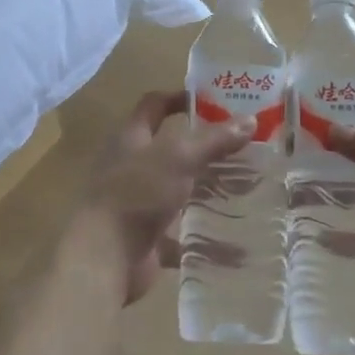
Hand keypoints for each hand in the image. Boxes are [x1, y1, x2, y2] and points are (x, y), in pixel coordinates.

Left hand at [82, 91, 251, 303]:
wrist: (105, 257)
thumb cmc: (137, 194)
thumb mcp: (178, 158)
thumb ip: (213, 140)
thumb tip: (250, 120)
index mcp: (132, 139)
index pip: (154, 105)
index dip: (180, 97)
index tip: (214, 99)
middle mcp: (133, 167)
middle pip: (171, 149)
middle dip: (206, 148)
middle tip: (244, 146)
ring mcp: (140, 203)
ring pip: (179, 191)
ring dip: (208, 191)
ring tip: (248, 187)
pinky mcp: (148, 237)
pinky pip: (182, 234)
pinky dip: (206, 238)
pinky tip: (236, 240)